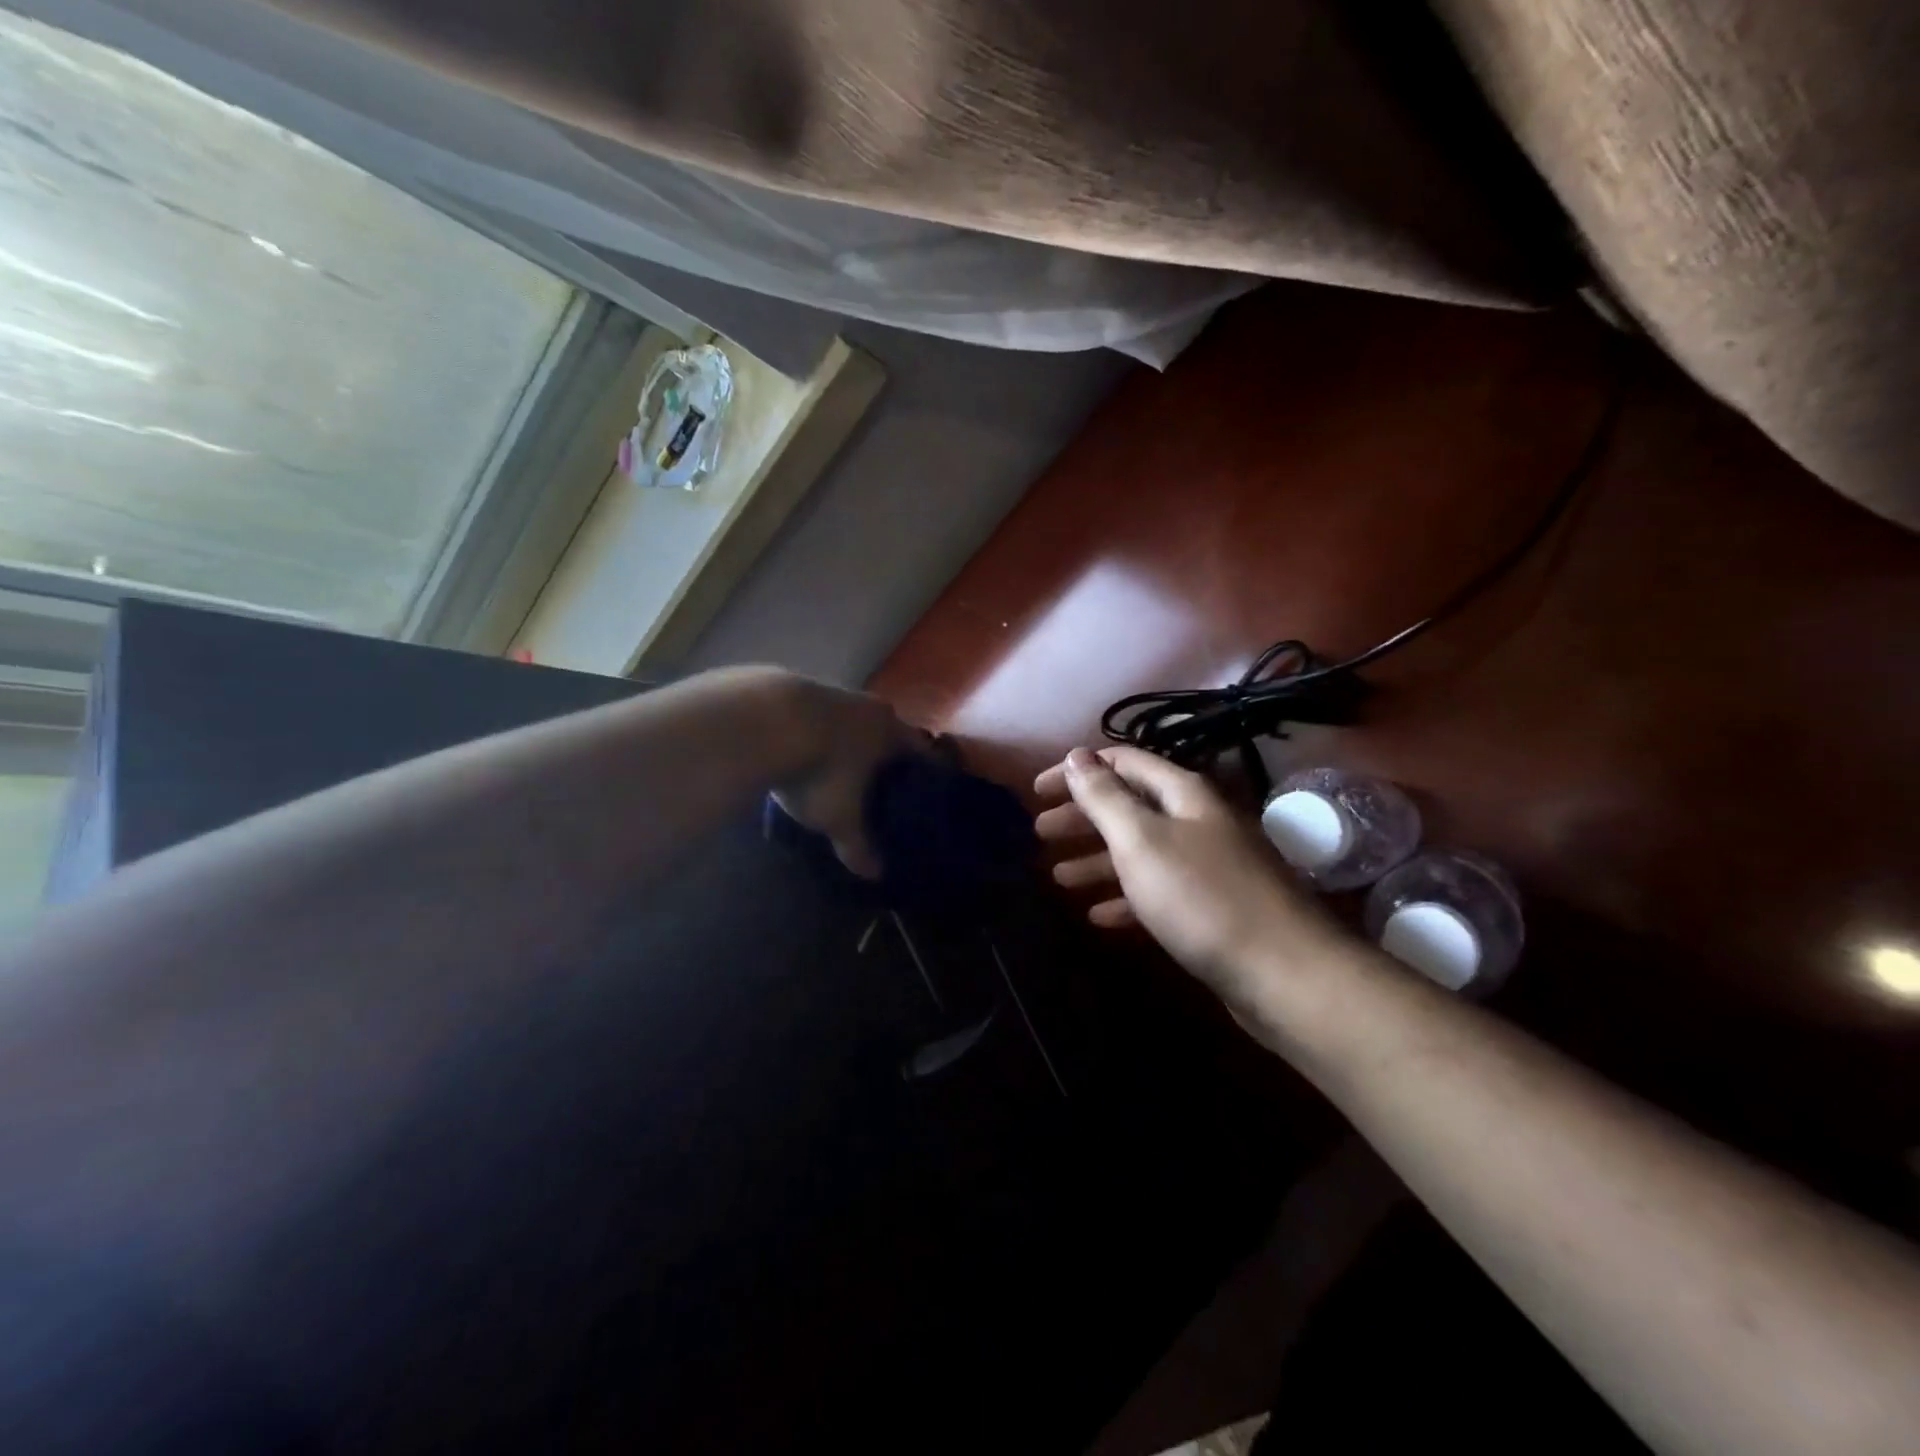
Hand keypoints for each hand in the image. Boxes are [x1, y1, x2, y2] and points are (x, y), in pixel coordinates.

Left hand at [769, 675, 925, 877]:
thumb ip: (858, 844)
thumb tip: (874, 874)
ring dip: (847, 741)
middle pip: (886, 732)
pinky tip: (801, 750)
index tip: (925, 791)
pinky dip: (815, 733)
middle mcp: (869, 706)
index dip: (925, 772)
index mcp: (891, 731)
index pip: (921, 751)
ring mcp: (831, 692)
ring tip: (838, 768)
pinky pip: (816, 717)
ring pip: (850, 721)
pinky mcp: (794, 688)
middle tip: (881, 784)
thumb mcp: (839, 816)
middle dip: (884, 756)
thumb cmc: (820, 771)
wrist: (762, 722)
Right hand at [1035, 746, 1346, 1020]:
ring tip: (1058, 876)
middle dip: (1083, 816)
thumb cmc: (1202, 897)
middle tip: (1040, 833)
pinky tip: (1099, 916)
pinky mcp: (1211, 909)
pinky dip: (1125, 898)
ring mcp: (1207, 866)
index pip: (1122, 763)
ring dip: (1098, 860)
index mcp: (1183, 794)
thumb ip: (1105, 797)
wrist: (1284, 975)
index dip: (1078, 771)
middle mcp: (1197, 821)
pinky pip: (1158, 892)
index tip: (1037, 792)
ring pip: (1141, 851)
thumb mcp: (1141, 840)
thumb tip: (1076, 755)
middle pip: (1130, 806)